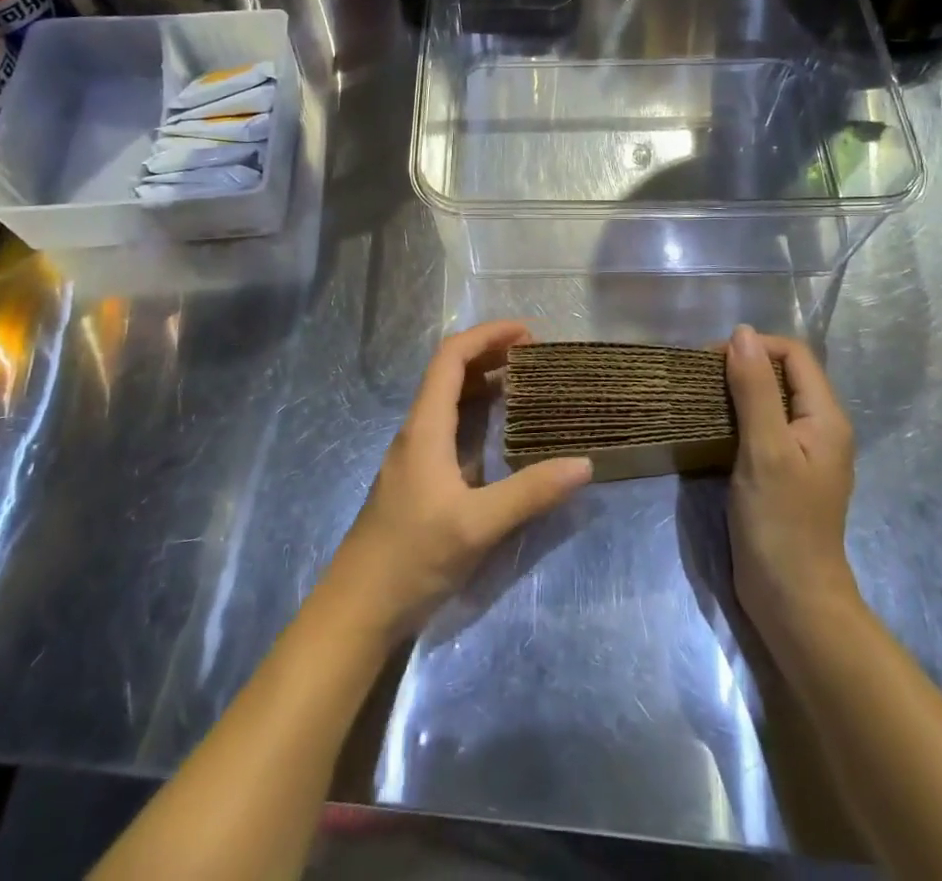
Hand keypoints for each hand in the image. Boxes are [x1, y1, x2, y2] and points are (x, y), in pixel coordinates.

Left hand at [327, 321, 591, 639]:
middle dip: (490, 353)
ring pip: (448, 399)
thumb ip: (529, 493)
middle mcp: (417, 430)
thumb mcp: (477, 525)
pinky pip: (449, 425)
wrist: (358, 608)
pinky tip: (501, 432)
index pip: (451, 357)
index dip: (487, 335)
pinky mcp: (418, 477)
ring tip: (525, 383)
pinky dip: (477, 412)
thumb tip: (584, 464)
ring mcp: (415, 454)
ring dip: (483, 381)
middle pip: (449, 371)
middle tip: (535, 357)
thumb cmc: (412, 557)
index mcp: (425, 427)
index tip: (527, 333)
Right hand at [725, 325, 858, 639]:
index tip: (711, 360)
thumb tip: (742, 333)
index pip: (794, 354)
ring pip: (771, 400)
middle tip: (700, 377)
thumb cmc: (780, 522)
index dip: (755, 347)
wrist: (792, 600)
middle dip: (743, 365)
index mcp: (826, 417)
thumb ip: (754, 389)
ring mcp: (802, 452)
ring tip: (700, 396)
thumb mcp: (764, 449)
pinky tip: (712, 427)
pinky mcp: (783, 471)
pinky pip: (763, 427)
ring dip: (737, 390)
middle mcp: (820, 428)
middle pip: (784, 374)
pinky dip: (738, 417)